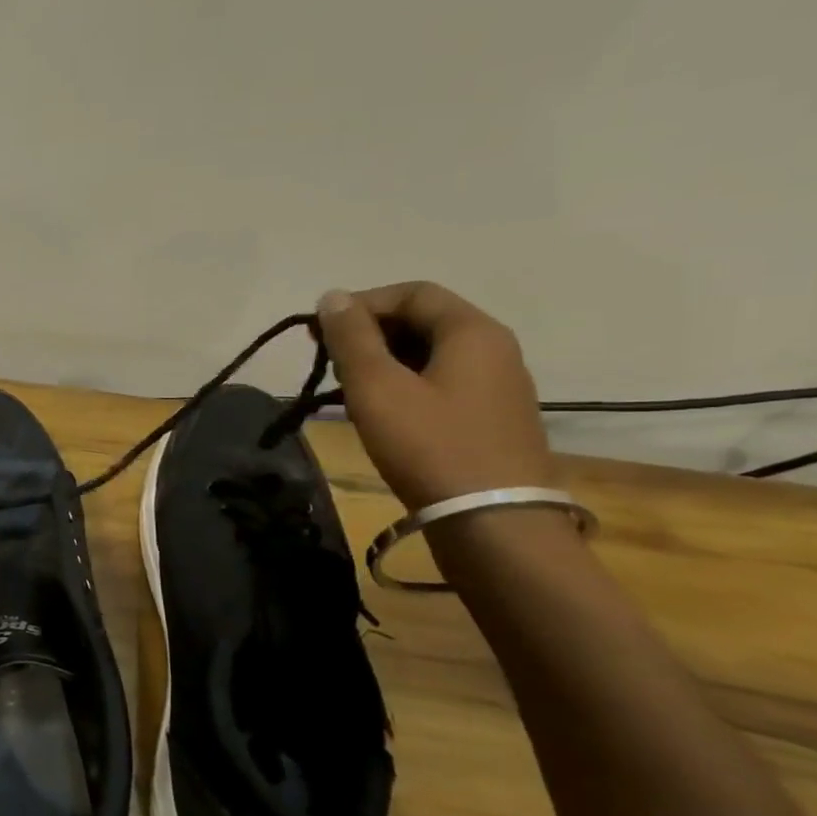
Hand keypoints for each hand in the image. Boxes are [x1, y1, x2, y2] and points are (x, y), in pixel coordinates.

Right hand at [316, 282, 552, 508]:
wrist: (492, 522)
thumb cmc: (429, 445)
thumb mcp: (377, 387)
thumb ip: (352, 338)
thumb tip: (333, 296)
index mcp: (472, 332)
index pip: (412, 293)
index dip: (361, 304)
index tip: (320, 332)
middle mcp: (493, 350)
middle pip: (422, 320)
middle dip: (368, 333)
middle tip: (326, 361)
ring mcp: (496, 387)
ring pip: (429, 354)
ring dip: (381, 361)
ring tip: (344, 390)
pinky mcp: (489, 419)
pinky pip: (439, 383)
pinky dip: (402, 386)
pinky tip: (377, 413)